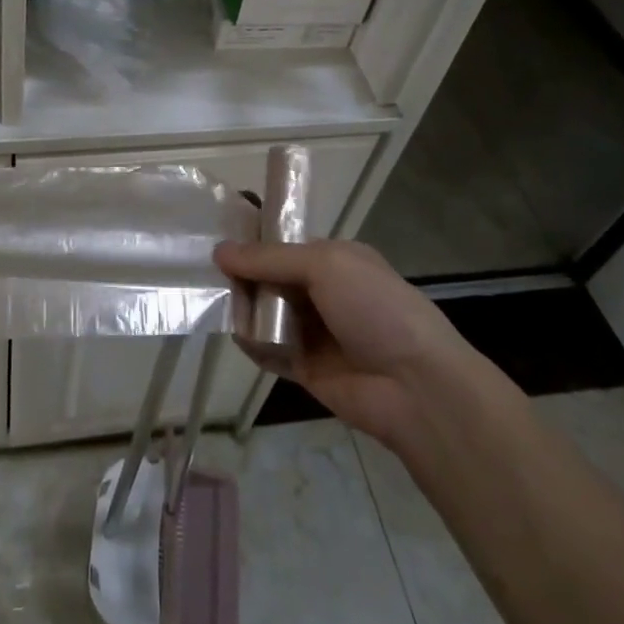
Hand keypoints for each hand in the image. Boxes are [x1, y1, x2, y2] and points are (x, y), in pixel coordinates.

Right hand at [214, 237, 475, 447]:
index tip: (217, 237)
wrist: (416, 387)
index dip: (254, 240)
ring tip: (216, 301)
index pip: (286, 243)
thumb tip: (219, 251)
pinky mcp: (305, 368)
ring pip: (266, 312)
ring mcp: (314, 331)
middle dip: (243, 274)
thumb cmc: (375, 309)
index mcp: (336, 259)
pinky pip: (269, 350)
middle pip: (271, 277)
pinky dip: (251, 343)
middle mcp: (324, 291)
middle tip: (207, 273)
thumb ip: (270, 258)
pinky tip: (235, 333)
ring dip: (244, 308)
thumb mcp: (325, 266)